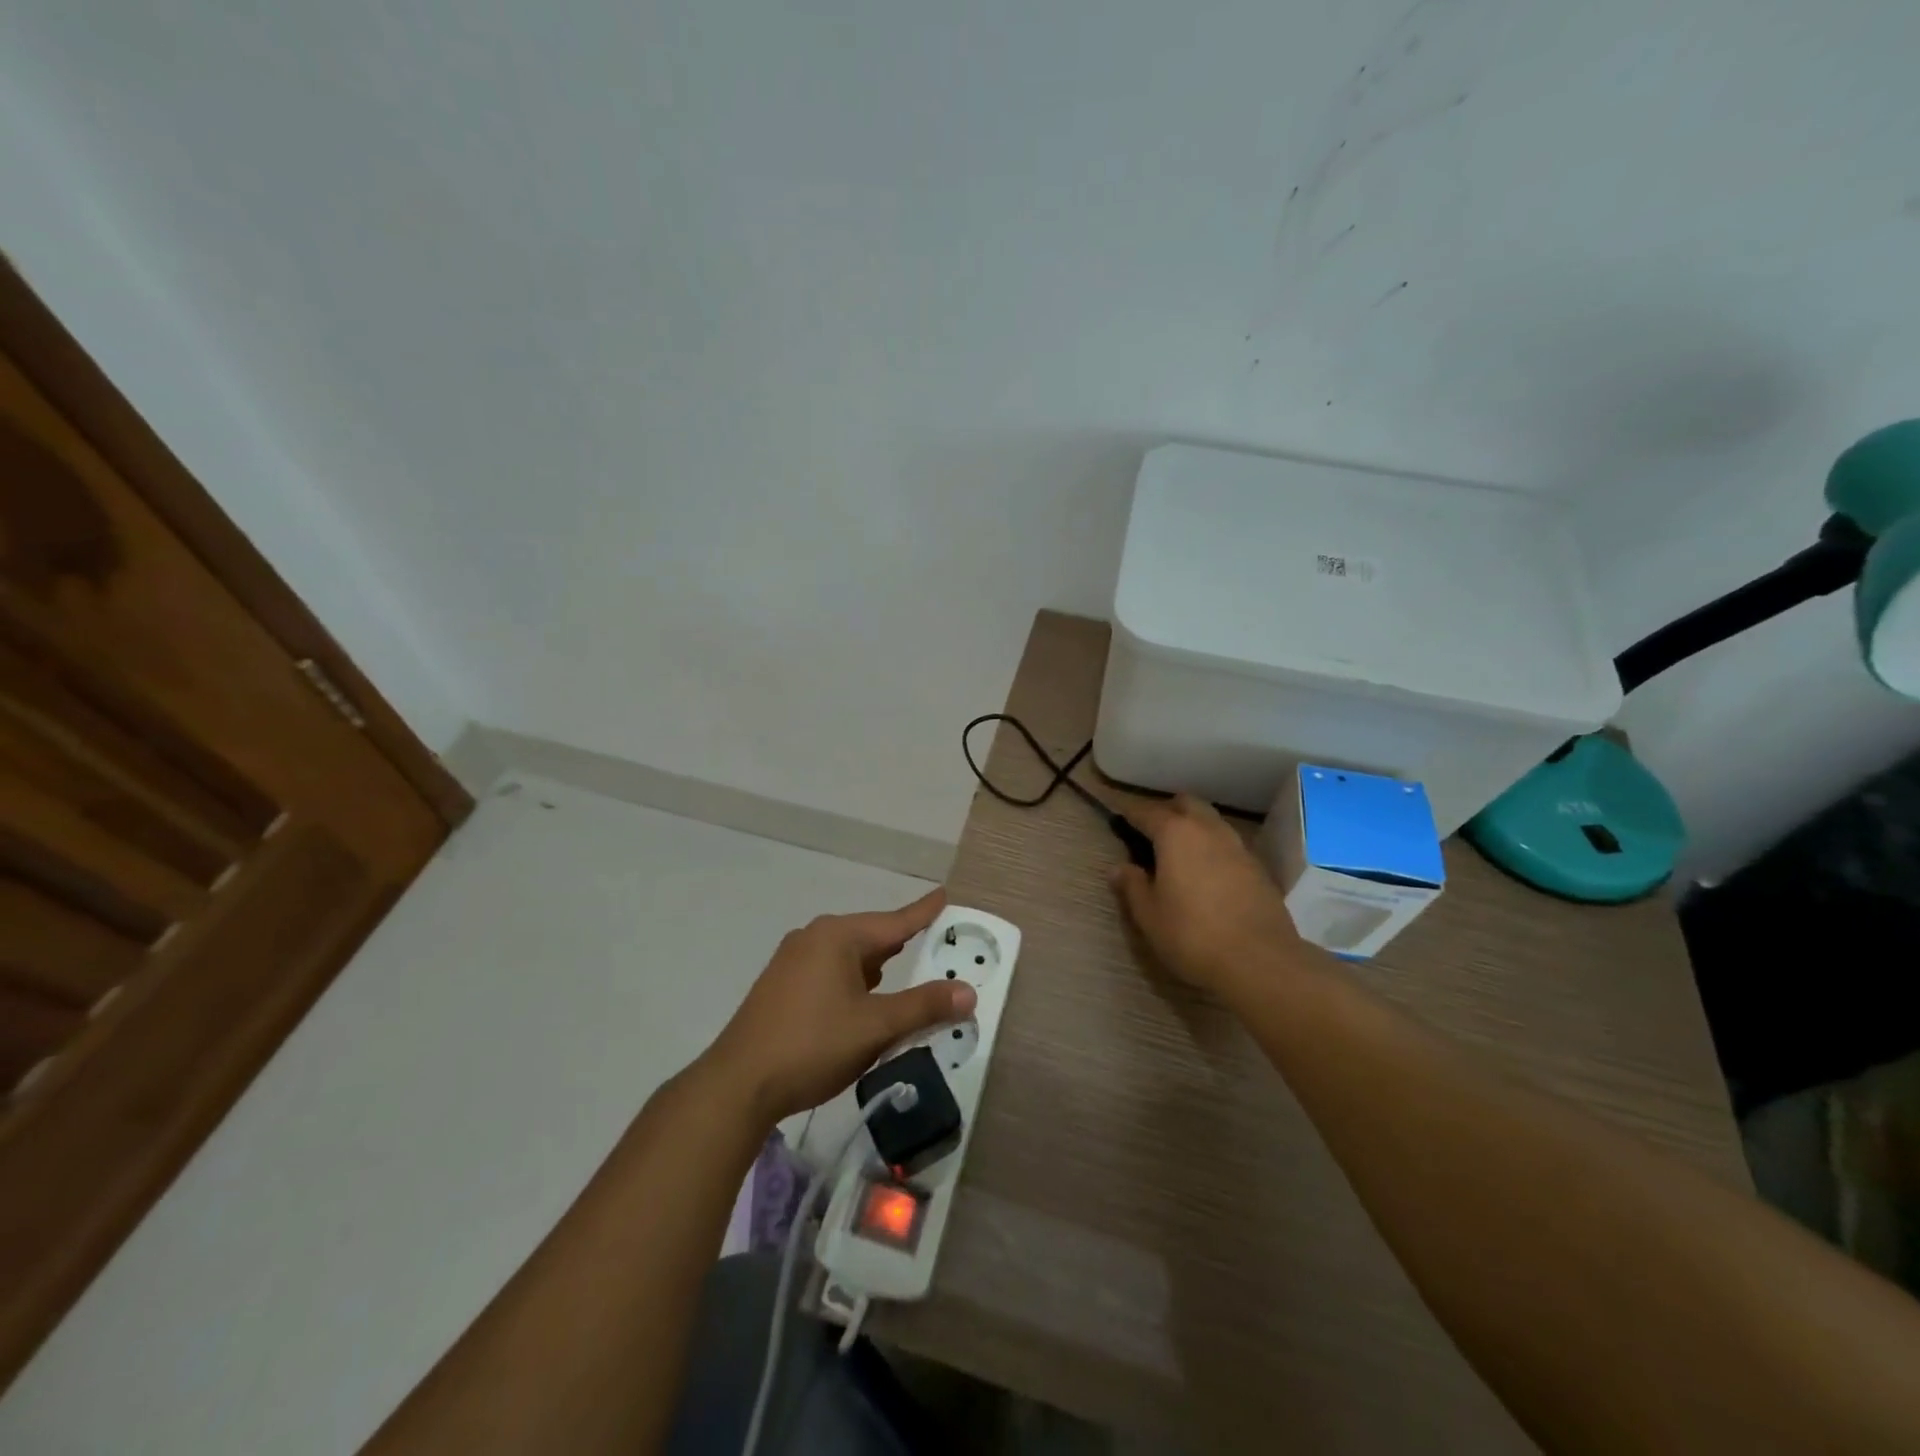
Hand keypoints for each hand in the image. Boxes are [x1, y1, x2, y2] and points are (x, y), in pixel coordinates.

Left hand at [704, 889, 975, 1124]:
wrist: (738, 1085)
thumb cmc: (812, 1045)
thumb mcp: (876, 1026)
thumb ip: (923, 1007)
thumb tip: (968, 992)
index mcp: (837, 936)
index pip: (894, 921)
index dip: (923, 912)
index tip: (944, 894)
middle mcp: (813, 938)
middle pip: (870, 937)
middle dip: (901, 942)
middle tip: (933, 939)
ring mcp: (792, 961)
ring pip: (848, 956)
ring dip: (876, 966)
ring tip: (902, 968)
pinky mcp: (781, 986)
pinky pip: (830, 971)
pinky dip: (854, 980)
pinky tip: (861, 997)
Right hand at [1111, 795, 1308, 997]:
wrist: (1260, 961)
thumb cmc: (1192, 935)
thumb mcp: (1149, 915)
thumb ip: (1132, 886)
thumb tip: (1119, 868)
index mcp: (1175, 834)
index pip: (1146, 811)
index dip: (1129, 812)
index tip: (1117, 815)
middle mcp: (1208, 830)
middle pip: (1186, 804)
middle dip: (1167, 810)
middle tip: (1151, 832)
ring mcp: (1238, 847)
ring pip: (1211, 821)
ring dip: (1194, 827)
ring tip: (1179, 853)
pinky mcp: (1258, 868)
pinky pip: (1229, 845)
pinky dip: (1213, 848)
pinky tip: (1207, 874)